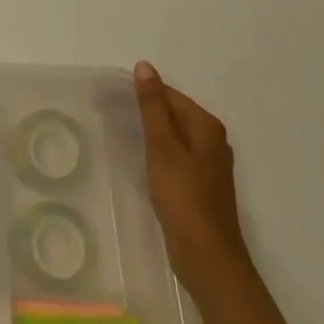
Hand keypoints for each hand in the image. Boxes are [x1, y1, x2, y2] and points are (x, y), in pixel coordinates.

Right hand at [133, 61, 250, 296]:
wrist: (207, 257)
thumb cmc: (183, 196)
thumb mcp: (162, 146)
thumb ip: (153, 106)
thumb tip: (145, 66)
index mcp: (207, 127)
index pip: (170, 95)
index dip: (141, 94)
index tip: (111, 99)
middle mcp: (213, 141)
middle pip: (174, 114)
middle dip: (145, 112)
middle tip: (110, 115)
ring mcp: (209, 166)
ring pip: (174, 137)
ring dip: (151, 134)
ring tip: (122, 135)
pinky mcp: (202, 186)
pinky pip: (176, 157)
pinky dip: (158, 155)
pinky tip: (142, 163)